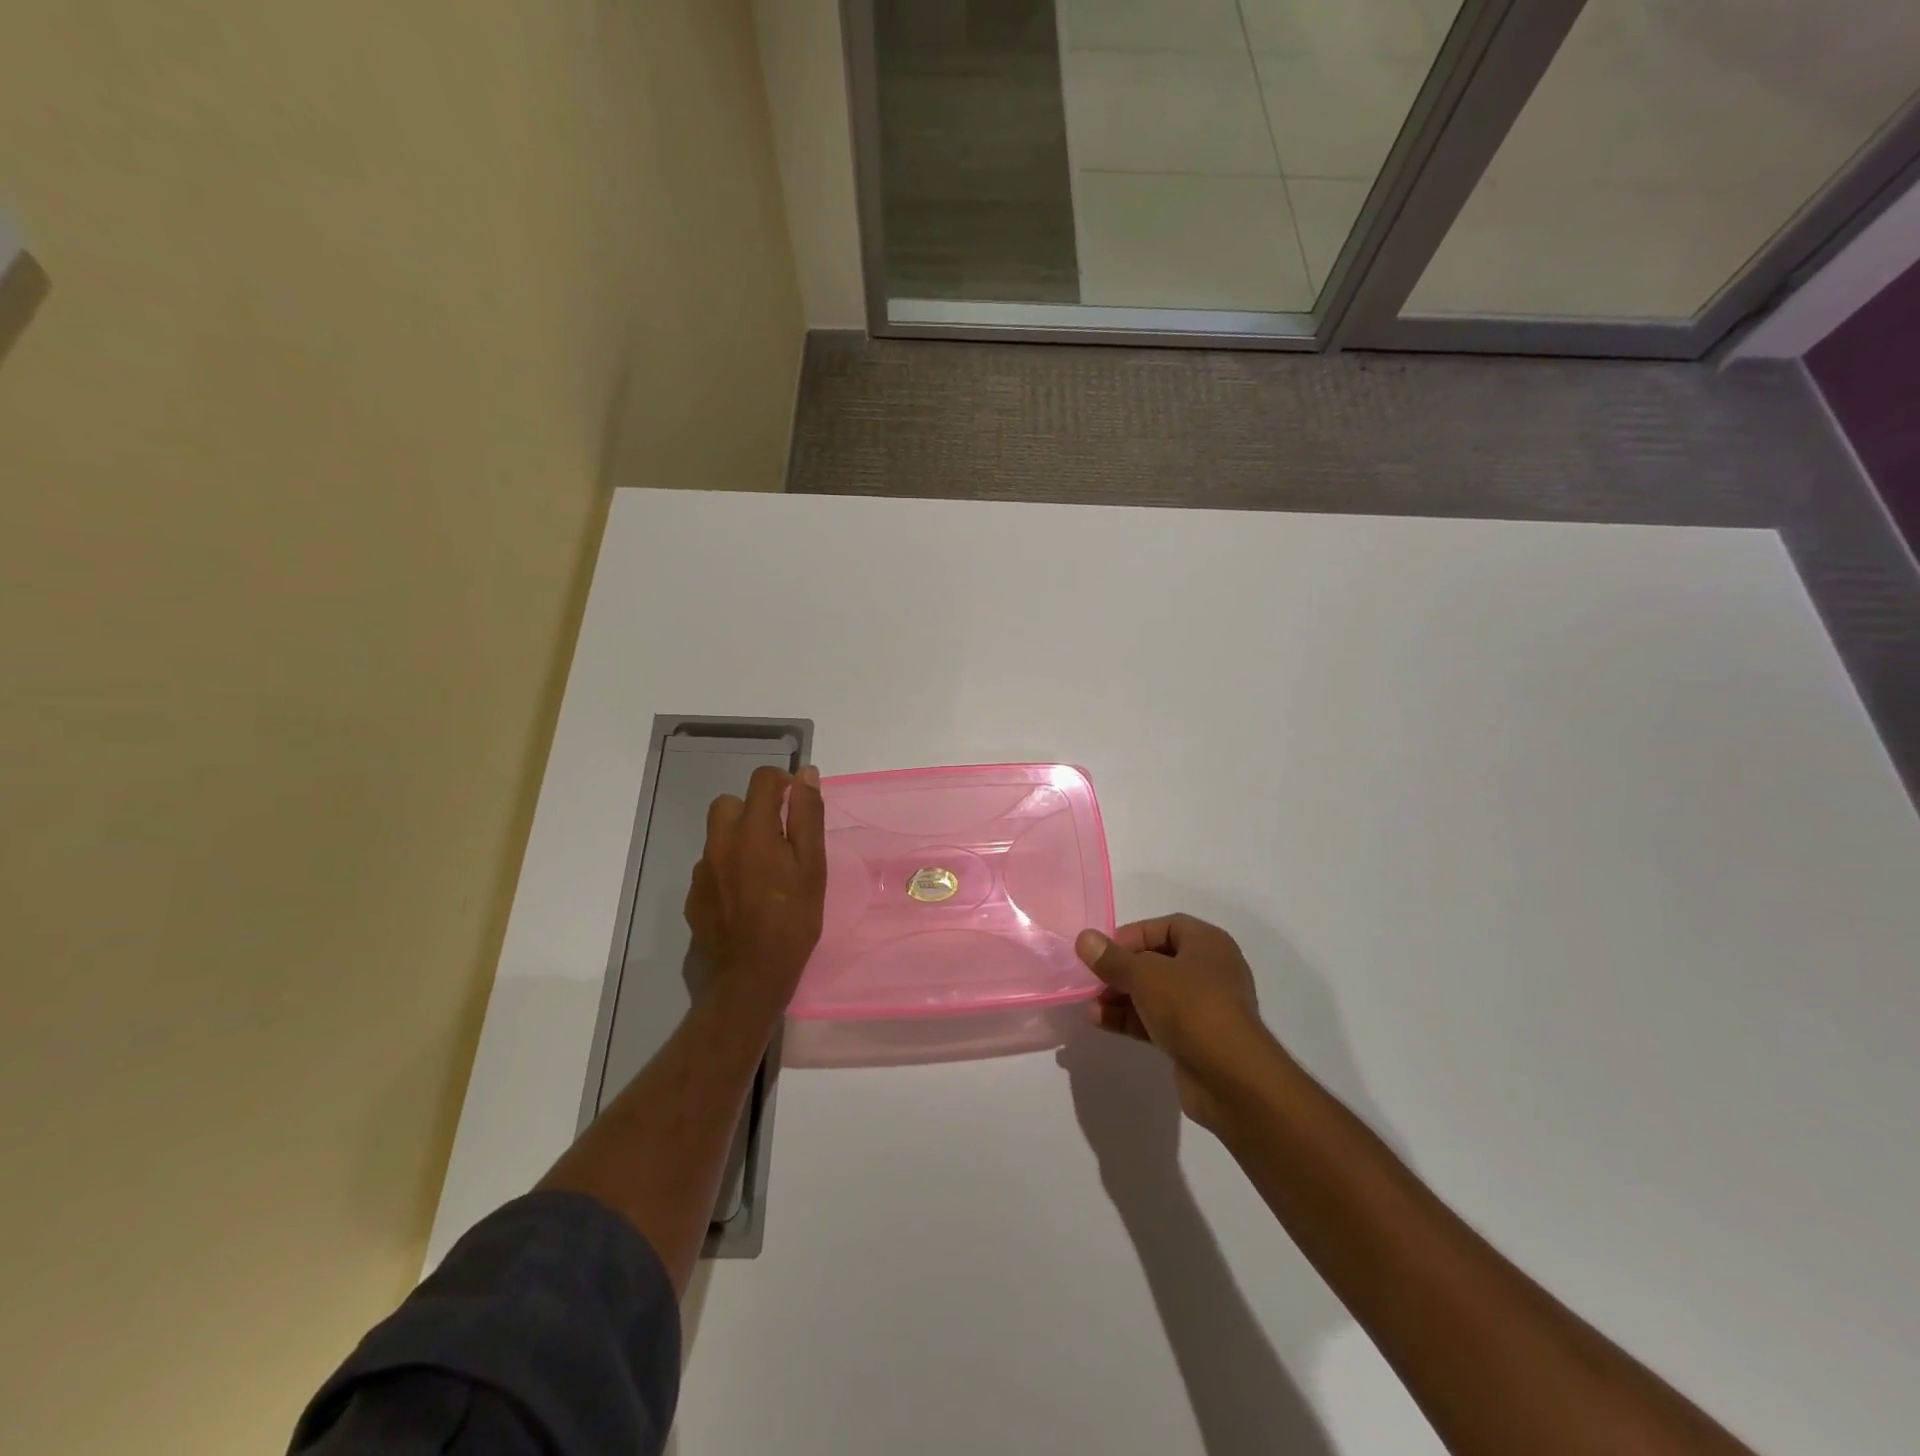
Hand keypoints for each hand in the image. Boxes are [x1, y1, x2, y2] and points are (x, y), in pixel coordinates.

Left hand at [684, 764, 826, 1015]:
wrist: (748, 979)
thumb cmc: (791, 922)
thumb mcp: (812, 867)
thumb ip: (807, 817)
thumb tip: (805, 774)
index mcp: (752, 831)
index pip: (762, 780)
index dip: (782, 783)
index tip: (797, 804)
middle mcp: (720, 842)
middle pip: (730, 803)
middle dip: (754, 810)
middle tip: (779, 839)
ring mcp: (702, 870)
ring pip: (718, 836)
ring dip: (739, 839)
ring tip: (764, 872)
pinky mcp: (694, 896)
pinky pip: (711, 866)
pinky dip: (728, 868)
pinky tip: (745, 897)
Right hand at [1075, 915, 1277, 1130]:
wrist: (1232, 1078)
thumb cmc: (1191, 1007)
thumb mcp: (1144, 975)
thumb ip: (1112, 958)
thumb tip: (1084, 938)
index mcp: (1208, 944)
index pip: (1165, 927)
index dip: (1132, 935)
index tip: (1103, 951)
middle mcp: (1210, 971)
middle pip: (1158, 961)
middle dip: (1122, 969)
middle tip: (1093, 979)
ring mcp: (1204, 1008)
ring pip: (1155, 993)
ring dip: (1121, 996)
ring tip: (1090, 1003)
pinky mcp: (1196, 1040)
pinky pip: (1158, 1020)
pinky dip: (1131, 1019)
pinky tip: (1100, 1022)